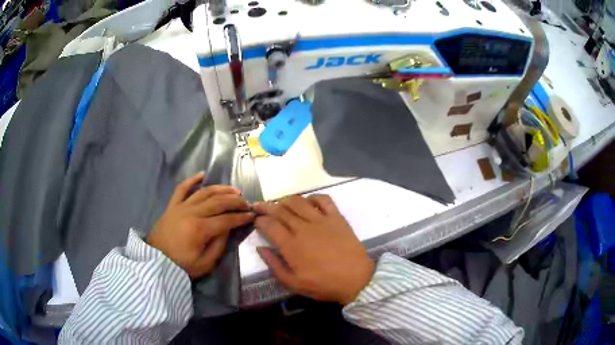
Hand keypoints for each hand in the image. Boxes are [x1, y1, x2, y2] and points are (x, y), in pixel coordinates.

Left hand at [147, 172, 254, 278]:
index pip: (226, 219)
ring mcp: (181, 207)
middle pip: (217, 202)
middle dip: (235, 201)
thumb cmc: (181, 265)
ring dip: (220, 189)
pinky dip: (192, 180)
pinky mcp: (172, 205)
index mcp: (200, 229)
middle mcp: (192, 213)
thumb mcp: (205, 263)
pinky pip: (182, 188)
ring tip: (233, 190)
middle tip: (246, 203)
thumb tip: (228, 229)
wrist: (157, 261)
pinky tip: (202, 174)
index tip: (252, 215)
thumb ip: (219, 245)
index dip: (241, 217)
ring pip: (203, 192)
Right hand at [253, 195, 374, 304]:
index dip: (259, 220)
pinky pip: (323, 199)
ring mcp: (321, 220)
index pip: (269, 225)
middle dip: (266, 206)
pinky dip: (313, 197)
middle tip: (259, 206)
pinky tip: (308, 202)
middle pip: (280, 210)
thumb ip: (274, 265)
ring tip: (280, 204)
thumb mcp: (293, 283)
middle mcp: (303, 228)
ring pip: (298, 201)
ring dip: (285, 200)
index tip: (255, 220)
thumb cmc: (324, 284)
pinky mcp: (336, 217)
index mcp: (291, 245)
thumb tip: (260, 248)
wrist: (356, 279)